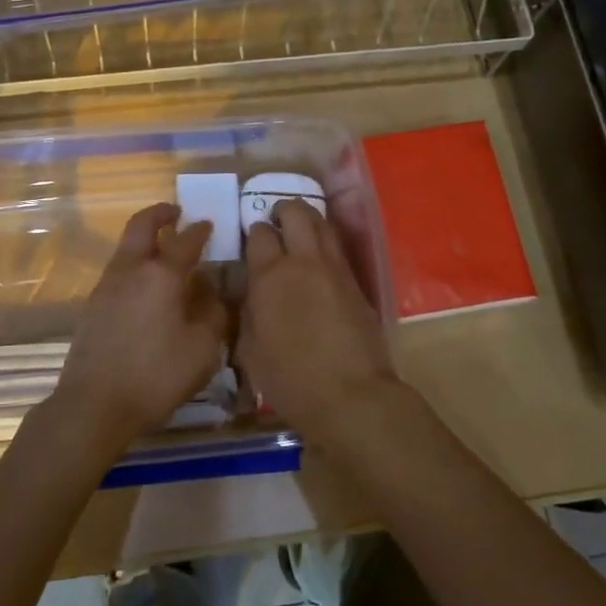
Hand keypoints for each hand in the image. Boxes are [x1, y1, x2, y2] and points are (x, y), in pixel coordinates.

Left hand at [48, 203, 229, 450]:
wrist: (93, 404)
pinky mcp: (92, 308)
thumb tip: (215, 294)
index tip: (209, 224)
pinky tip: (147, 290)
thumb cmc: (156, 374)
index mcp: (161, 274)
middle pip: (141, 227)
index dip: (200, 230)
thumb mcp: (203, 349)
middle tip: (175, 212)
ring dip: (145, 240)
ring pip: (126, 249)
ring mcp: (106, 287)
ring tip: (164, 251)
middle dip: (159, 214)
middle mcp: (130, 271)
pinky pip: (118, 272)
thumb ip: (214, 315)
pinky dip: (135, 266)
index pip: (185, 240)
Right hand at [237, 199, 394, 444]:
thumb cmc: (290, 380)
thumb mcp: (250, 350)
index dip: (254, 231)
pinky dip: (326, 243)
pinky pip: (338, 249)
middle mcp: (303, 262)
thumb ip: (248, 313)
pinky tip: (319, 258)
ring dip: (309, 220)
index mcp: (270, 276)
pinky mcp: (357, 282)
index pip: (259, 234)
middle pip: (296, 213)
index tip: (251, 239)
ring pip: (323, 224)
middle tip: (276, 220)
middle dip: (283, 210)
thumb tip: (250, 296)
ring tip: (299, 231)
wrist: (351, 395)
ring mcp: (335, 269)